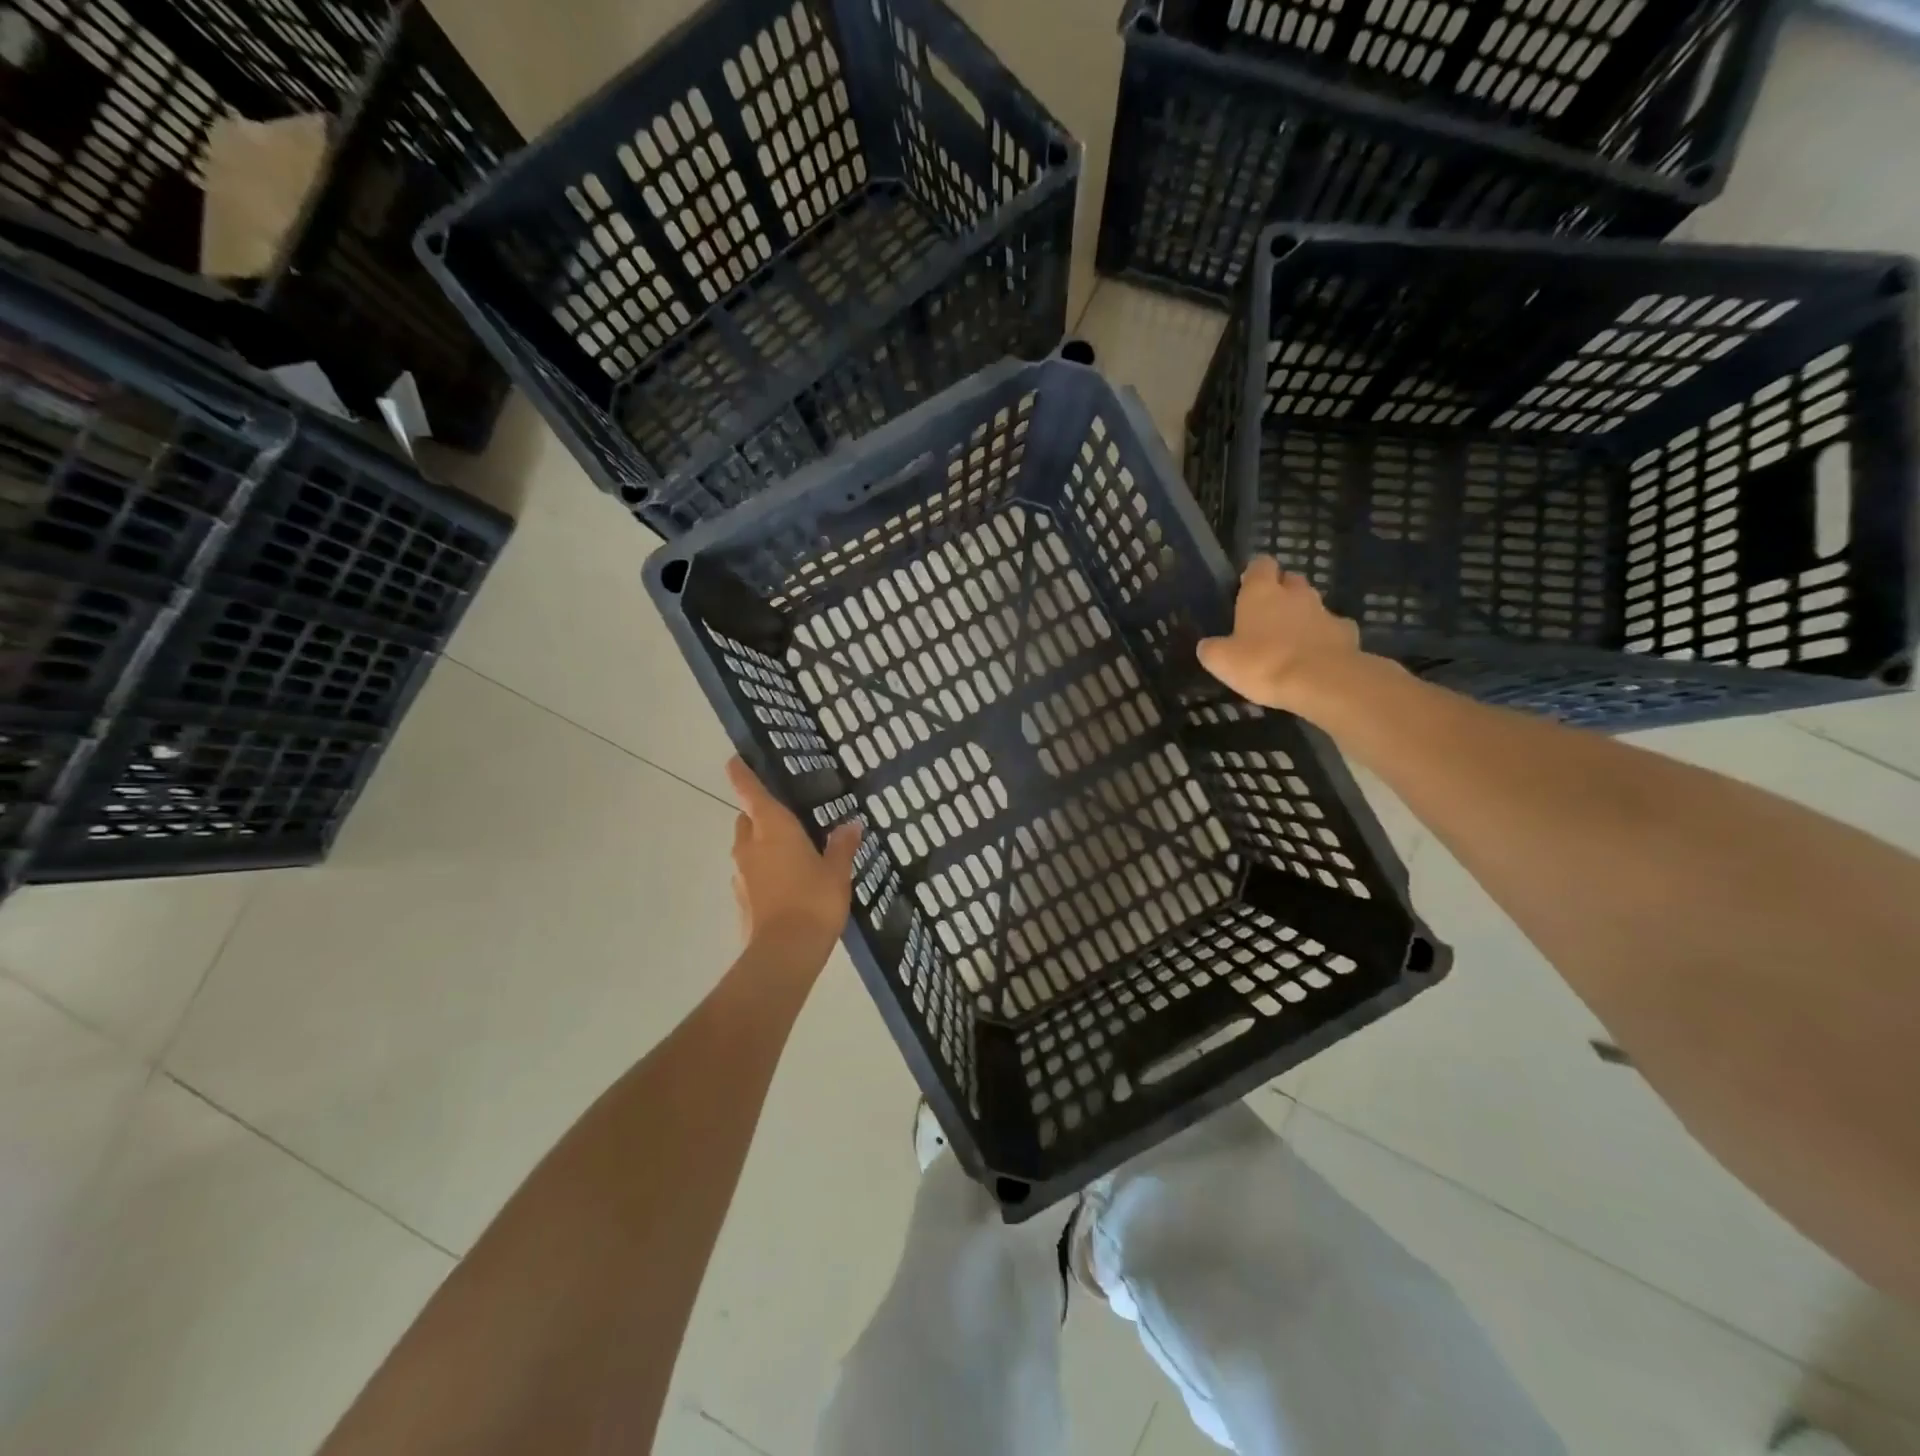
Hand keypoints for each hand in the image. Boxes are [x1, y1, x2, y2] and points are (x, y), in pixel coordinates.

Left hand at [726, 757, 860, 965]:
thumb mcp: (837, 871)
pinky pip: (752, 875)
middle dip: (759, 814)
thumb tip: (851, 824)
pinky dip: (765, 872)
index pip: (750, 792)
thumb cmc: (813, 900)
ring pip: (748, 848)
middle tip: (787, 817)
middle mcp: (750, 845)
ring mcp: (742, 874)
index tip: (734, 760)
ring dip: (762, 845)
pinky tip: (788, 884)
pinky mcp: (742, 900)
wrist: (785, 953)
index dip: (741, 774)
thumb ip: (842, 846)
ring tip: (793, 852)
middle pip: (747, 820)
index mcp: (772, 828)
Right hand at [1196, 557, 1362, 714]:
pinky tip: (1316, 657)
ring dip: (1302, 616)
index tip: (1246, 588)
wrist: (1321, 682)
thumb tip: (1207, 646)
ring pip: (1312, 604)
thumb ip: (1212, 648)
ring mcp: (1325, 611)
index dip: (1254, 574)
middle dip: (1282, 592)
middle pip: (1290, 580)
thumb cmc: (1263, 663)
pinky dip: (1324, 638)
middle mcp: (1295, 594)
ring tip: (1290, 641)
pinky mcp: (1347, 632)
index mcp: (1261, 592)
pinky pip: (1333, 629)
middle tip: (1267, 616)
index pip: (1260, 564)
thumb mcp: (1221, 661)